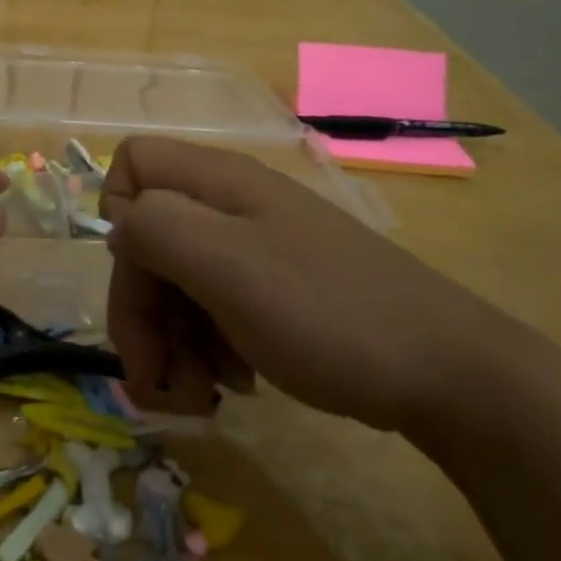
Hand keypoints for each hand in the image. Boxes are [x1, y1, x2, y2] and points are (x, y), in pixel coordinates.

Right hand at [102, 136, 512, 431]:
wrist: (443, 371)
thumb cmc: (325, 311)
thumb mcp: (225, 264)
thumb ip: (154, 229)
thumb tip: (118, 227)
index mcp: (217, 181)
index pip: (132, 165)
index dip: (118, 219)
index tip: (141, 280)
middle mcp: (231, 205)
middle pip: (148, 237)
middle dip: (142, 310)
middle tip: (157, 379)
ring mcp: (257, 248)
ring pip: (177, 281)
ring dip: (173, 341)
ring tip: (202, 394)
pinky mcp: (276, 290)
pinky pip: (214, 308)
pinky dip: (210, 348)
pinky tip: (236, 383)